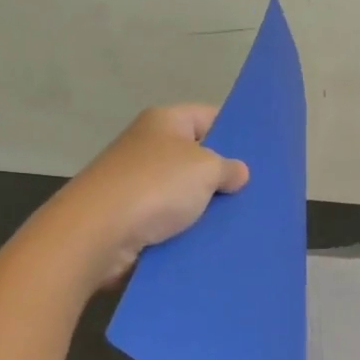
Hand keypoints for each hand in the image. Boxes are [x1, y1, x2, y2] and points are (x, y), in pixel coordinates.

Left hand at [48, 104, 249, 285]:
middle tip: (257, 193)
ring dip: (206, 208)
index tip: (261, 155)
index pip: (208, 116)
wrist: (99, 233)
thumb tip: (237, 172)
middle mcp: (148, 146)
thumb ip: (228, 168)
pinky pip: (170, 221)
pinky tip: (211, 242)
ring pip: (185, 194)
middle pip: (197, 157)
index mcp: (165, 121)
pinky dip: (187, 231)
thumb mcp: (205, 169)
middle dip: (223, 175)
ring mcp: (138, 183)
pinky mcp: (132, 218)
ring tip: (241, 222)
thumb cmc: (155, 187)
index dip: (235, 132)